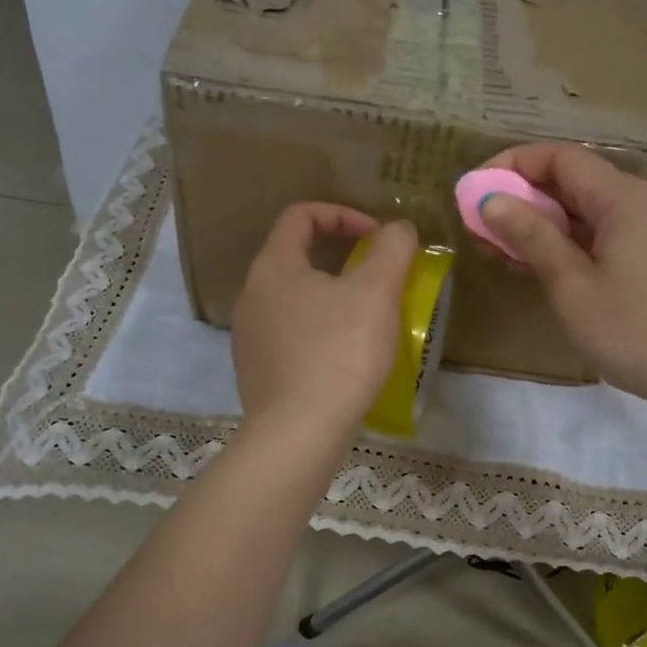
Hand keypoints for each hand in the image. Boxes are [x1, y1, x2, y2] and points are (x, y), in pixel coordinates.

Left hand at [231, 204, 416, 440]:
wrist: (299, 432)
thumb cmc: (339, 351)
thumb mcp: (377, 292)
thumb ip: (392, 249)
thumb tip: (398, 228)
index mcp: (273, 266)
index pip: (300, 216)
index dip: (342, 214)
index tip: (377, 237)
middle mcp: (251, 295)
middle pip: (296, 257)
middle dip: (341, 259)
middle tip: (377, 279)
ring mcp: (248, 336)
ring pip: (293, 300)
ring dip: (331, 299)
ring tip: (365, 321)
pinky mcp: (256, 371)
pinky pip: (290, 336)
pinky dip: (318, 333)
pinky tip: (344, 358)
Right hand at [476, 144, 646, 419]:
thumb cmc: (636, 331)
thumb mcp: (572, 285)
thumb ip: (531, 236)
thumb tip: (491, 198)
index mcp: (625, 198)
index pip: (560, 158)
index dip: (512, 165)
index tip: (474, 190)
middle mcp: (643, 201)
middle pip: (574, 181)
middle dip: (522, 198)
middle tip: (479, 226)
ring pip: (587, 211)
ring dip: (542, 224)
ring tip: (497, 249)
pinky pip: (604, 234)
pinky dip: (569, 243)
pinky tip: (537, 266)